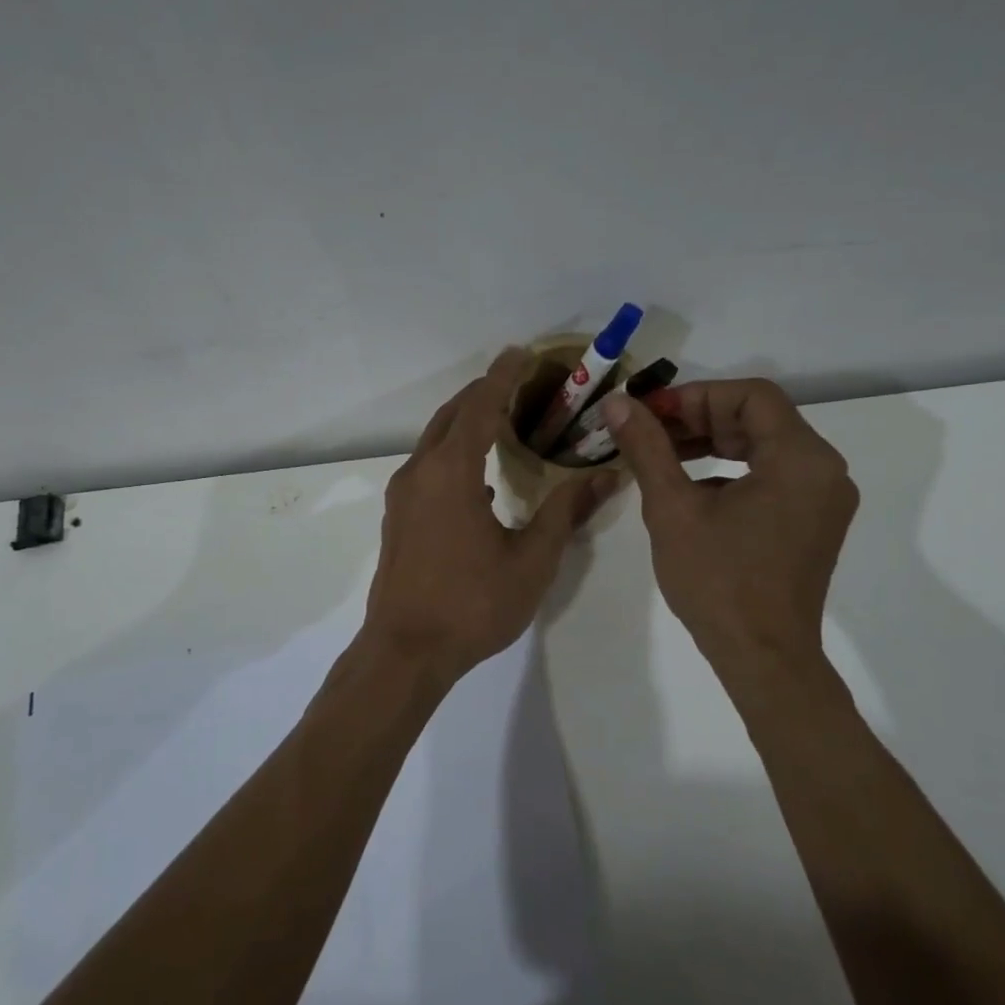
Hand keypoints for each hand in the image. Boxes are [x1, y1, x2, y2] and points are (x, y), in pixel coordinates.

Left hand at [365, 349, 618, 681]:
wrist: (405, 650)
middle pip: (453, 415)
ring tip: (502, 418)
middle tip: (519, 381)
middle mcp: (420, 472)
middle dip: (484, 392)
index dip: (503, 377)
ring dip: (466, 421)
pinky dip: (454, 451)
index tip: (523, 353)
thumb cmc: (472, 604)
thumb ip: (566, 512)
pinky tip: (480, 473)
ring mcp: (404, 494)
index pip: (481, 406)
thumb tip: (606, 477)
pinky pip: (428, 465)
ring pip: (435, 439)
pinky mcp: (399, 516)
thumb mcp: (531, 560)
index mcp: (452, 472)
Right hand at [601, 379, 856, 665]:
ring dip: (714, 443)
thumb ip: (647, 448)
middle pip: (759, 419)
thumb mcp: (672, 508)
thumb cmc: (718, 582)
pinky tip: (692, 488)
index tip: (651, 413)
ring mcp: (823, 498)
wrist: (762, 657)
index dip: (695, 396)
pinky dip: (732, 471)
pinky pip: (773, 476)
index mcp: (801, 459)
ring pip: (765, 447)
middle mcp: (824, 470)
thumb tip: (616, 404)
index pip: (750, 396)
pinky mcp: (813, 522)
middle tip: (650, 432)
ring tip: (663, 455)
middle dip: (700, 418)